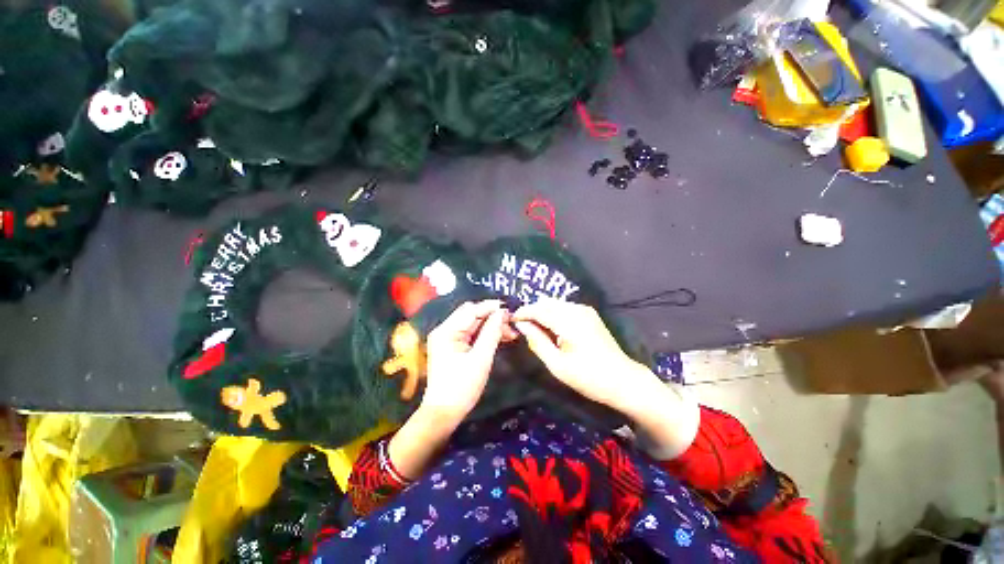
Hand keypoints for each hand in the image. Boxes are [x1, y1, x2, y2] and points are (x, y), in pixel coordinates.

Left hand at [421, 300, 511, 421]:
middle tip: (512, 324)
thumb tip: (502, 313)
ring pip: (473, 323)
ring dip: (491, 325)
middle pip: (472, 314)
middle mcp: (445, 330)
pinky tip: (500, 337)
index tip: (510, 310)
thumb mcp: (480, 359)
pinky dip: (485, 333)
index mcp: (447, 331)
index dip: (491, 308)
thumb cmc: (462, 387)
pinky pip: (472, 333)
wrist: (444, 413)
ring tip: (510, 333)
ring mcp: (448, 338)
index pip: (471, 310)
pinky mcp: (453, 346)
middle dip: (492, 316)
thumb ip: (491, 333)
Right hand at [512, 298, 654, 412]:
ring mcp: (585, 310)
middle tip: (522, 328)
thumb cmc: (588, 377)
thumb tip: (522, 325)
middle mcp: (576, 309)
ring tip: (535, 330)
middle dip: (531, 311)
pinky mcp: (589, 314)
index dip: (522, 313)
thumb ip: (537, 341)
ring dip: (542, 312)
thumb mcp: (557, 365)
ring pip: (555, 303)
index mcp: (568, 322)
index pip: (538, 309)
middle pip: (546, 302)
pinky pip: (564, 308)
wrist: (623, 380)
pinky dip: (553, 314)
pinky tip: (551, 329)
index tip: (511, 321)